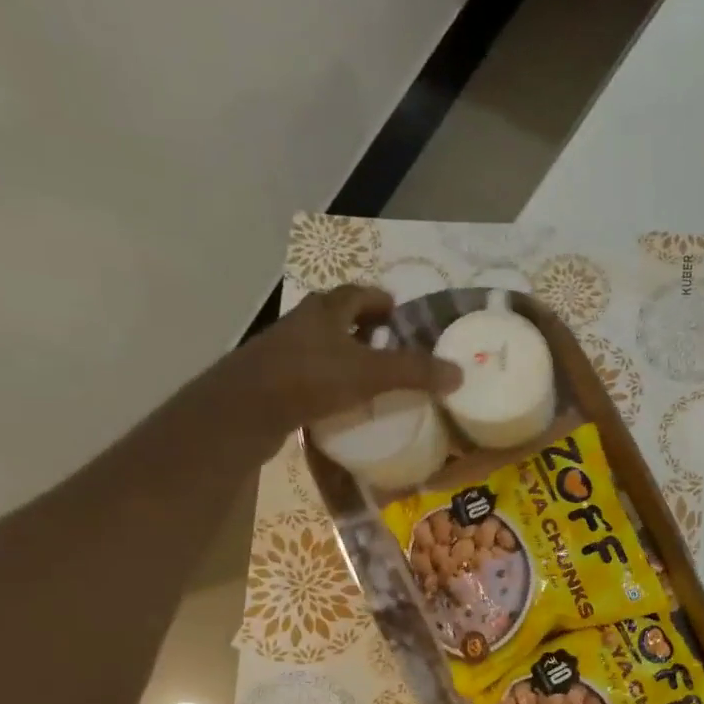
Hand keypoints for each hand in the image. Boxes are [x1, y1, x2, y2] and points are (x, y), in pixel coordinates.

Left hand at [219, 284, 461, 432]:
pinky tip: (344, 403)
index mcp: (325, 310)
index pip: (358, 294)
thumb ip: (414, 372)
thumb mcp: (371, 373)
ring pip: (323, 347)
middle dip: (365, 328)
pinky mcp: (274, 382)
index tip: (399, 313)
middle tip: (391, 346)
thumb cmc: (310, 378)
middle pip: (338, 318)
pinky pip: (311, 375)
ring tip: (372, 376)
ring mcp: (284, 353)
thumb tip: (459, 373)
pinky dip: (330, 382)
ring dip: (346, 356)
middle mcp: (302, 324)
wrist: (245, 410)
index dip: (380, 300)